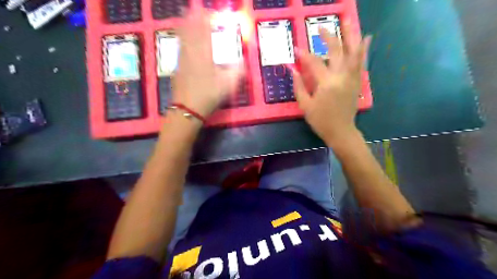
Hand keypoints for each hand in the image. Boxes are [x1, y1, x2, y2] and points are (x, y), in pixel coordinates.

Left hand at [174, 8, 243, 117]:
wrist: (187, 109)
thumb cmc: (208, 96)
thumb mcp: (227, 86)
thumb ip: (237, 72)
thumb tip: (243, 62)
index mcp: (204, 56)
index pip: (205, 33)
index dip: (207, 20)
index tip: (211, 13)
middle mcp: (192, 54)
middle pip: (191, 32)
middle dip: (194, 18)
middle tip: (196, 9)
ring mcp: (182, 60)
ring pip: (183, 38)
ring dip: (186, 25)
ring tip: (186, 15)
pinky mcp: (178, 67)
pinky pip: (179, 47)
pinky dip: (181, 38)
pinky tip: (181, 38)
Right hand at [292, 28, 369, 146]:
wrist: (341, 131)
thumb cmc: (321, 120)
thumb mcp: (305, 105)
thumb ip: (299, 86)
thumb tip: (293, 70)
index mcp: (326, 84)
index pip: (313, 63)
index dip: (303, 55)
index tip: (296, 49)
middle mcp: (341, 76)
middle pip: (335, 51)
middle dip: (327, 37)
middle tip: (320, 28)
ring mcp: (351, 78)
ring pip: (352, 52)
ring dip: (349, 35)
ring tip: (347, 21)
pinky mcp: (357, 81)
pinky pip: (361, 62)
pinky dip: (363, 49)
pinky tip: (366, 37)